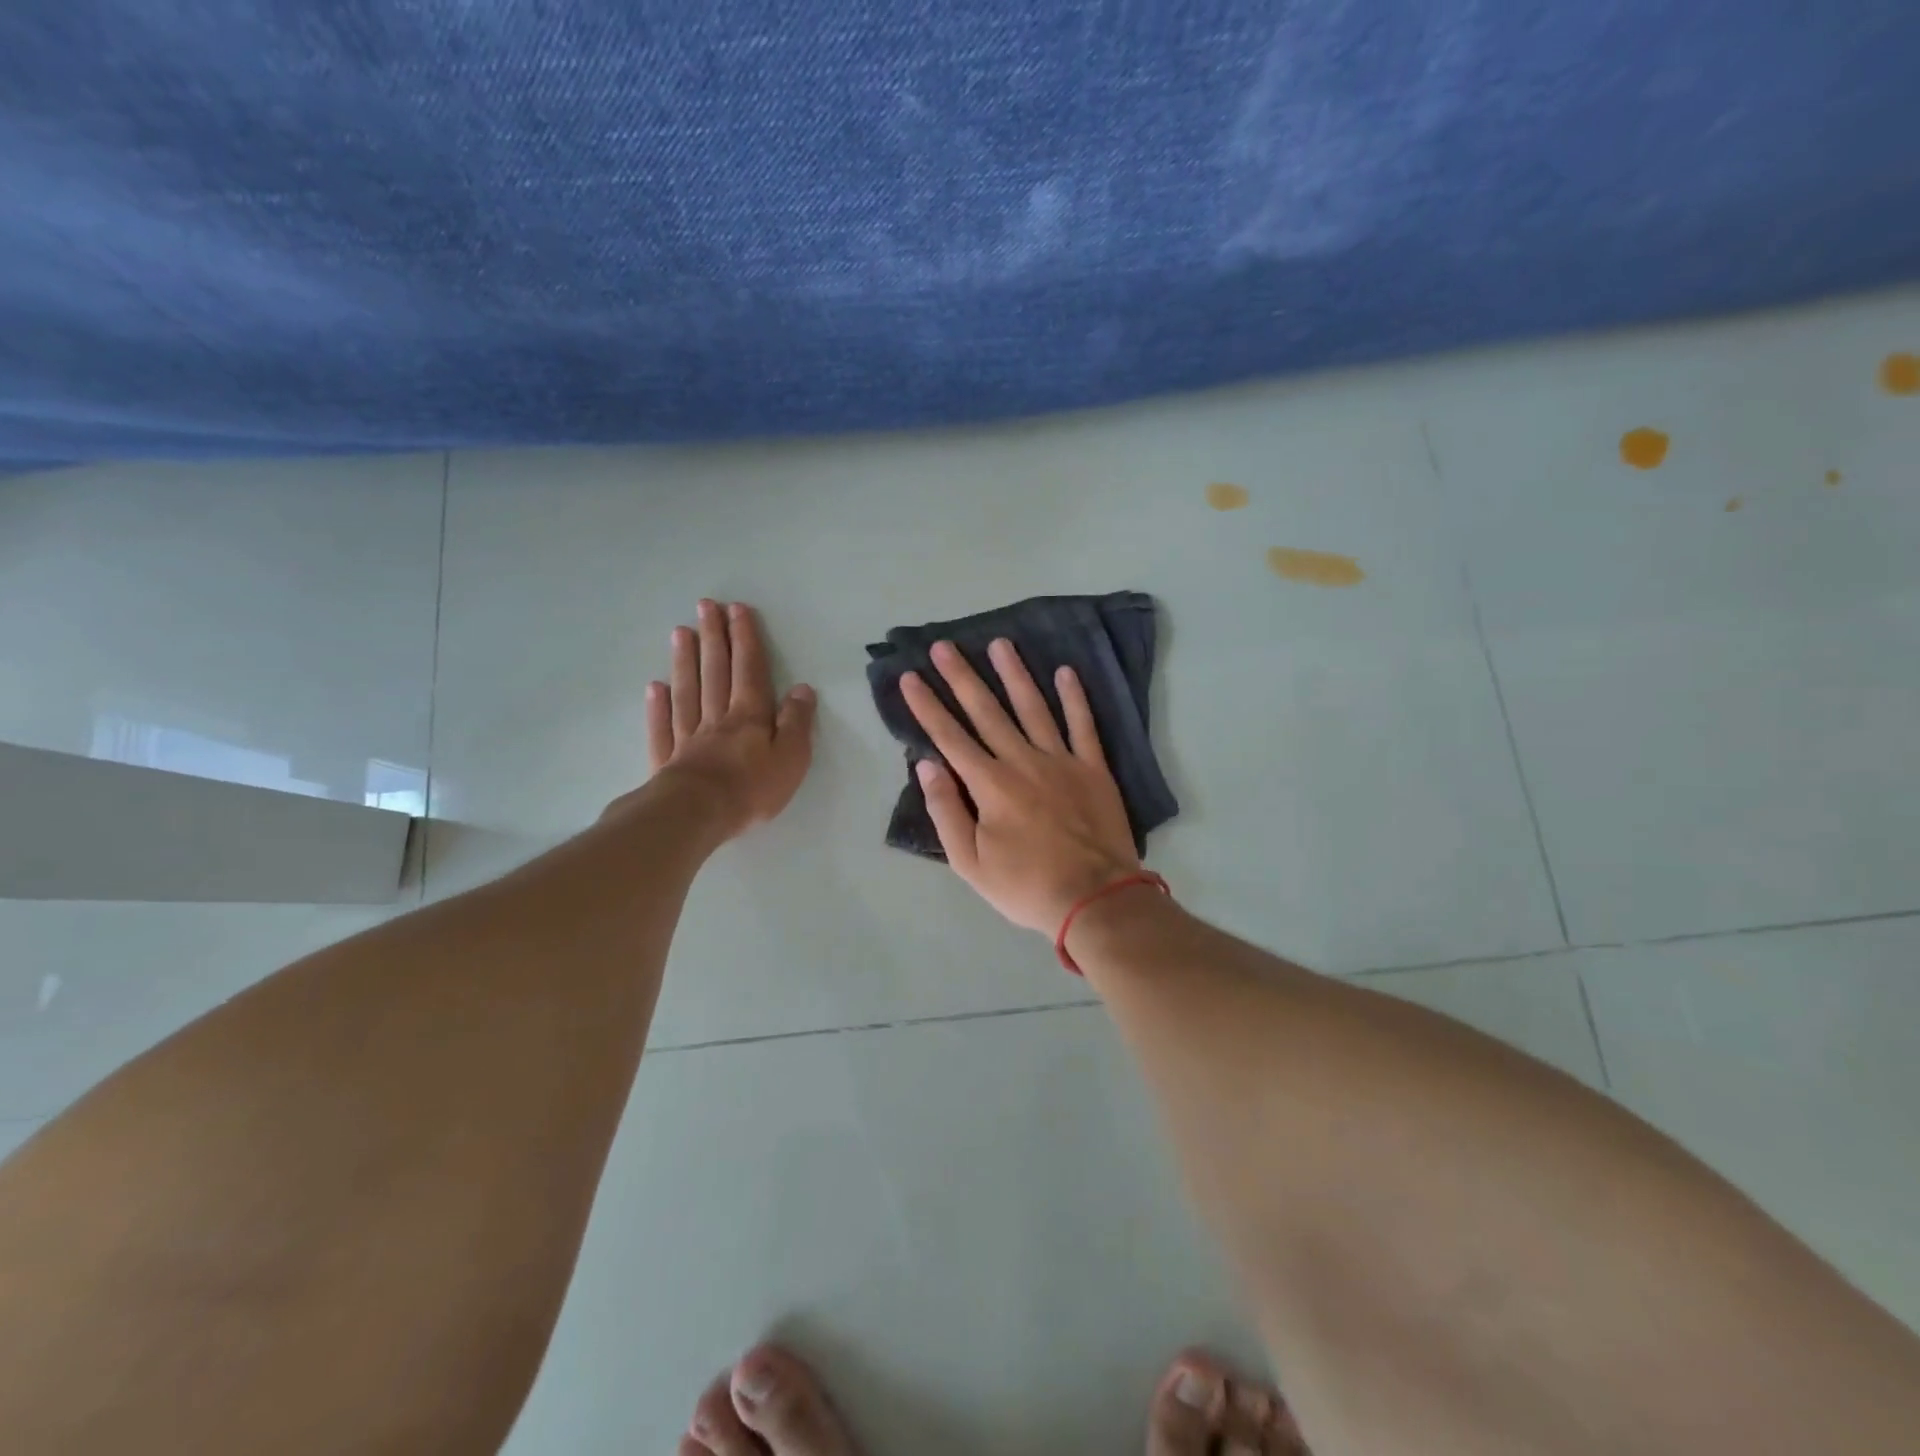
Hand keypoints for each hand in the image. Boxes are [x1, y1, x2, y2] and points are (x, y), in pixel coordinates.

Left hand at [622, 600, 815, 839]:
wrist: (697, 814)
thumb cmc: (752, 788)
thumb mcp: (792, 757)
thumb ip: (796, 722)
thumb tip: (802, 689)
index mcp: (750, 716)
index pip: (750, 670)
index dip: (745, 640)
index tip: (737, 610)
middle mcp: (717, 718)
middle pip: (715, 672)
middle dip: (714, 638)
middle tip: (705, 606)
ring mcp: (688, 737)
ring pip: (687, 691)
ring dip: (685, 661)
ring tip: (681, 632)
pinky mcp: (668, 760)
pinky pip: (663, 727)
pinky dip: (658, 706)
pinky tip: (654, 687)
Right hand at [902, 638, 1139, 935]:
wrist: (1096, 898)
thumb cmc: (1026, 886)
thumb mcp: (971, 863)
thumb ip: (947, 812)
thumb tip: (927, 766)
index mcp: (990, 785)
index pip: (949, 737)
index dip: (927, 706)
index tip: (910, 677)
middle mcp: (1022, 761)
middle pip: (986, 712)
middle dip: (962, 677)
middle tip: (945, 645)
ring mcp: (1061, 760)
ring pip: (1033, 707)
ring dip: (1015, 674)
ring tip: (1000, 643)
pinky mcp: (1093, 768)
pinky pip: (1083, 724)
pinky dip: (1074, 697)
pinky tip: (1065, 672)